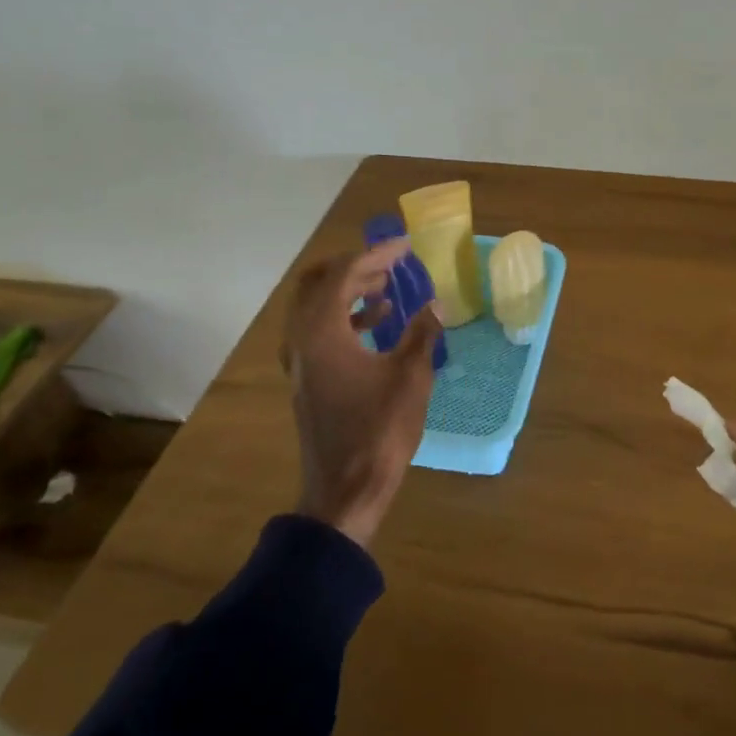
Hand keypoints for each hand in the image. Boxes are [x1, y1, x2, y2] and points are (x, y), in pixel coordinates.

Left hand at [279, 242, 440, 547]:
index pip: (343, 274)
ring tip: (387, 289)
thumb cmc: (378, 430)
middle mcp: (301, 339)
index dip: (375, 255)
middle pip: (318, 284)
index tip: (405, 247)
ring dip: (348, 292)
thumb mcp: (410, 377)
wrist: (344, 489)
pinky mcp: (306, 378)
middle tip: (389, 265)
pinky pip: (318, 331)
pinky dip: (344, 318)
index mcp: (322, 331)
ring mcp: (299, 361)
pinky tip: (377, 326)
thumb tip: (436, 304)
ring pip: (315, 308)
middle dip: (354, 268)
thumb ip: (421, 333)